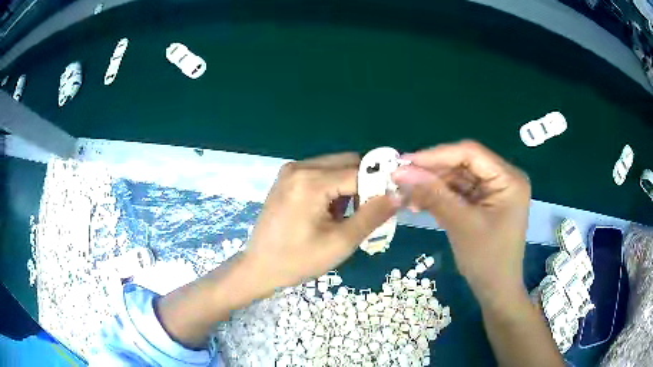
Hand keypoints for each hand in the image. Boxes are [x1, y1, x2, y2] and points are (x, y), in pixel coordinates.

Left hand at [242, 153, 399, 295]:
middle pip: (347, 162)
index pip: (359, 171)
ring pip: (335, 166)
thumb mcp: (340, 242)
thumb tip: (399, 194)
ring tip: (347, 215)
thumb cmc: (298, 260)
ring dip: (350, 185)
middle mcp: (300, 167)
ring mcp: (291, 171)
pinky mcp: (287, 178)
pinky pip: (321, 173)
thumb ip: (372, 215)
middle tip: (370, 211)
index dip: (380, 185)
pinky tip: (330, 211)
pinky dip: (334, 187)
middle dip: (365, 183)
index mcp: (310, 181)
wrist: (259, 267)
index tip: (393, 202)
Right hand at [392, 141, 530, 301]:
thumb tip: (400, 172)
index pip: (471, 153)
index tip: (405, 163)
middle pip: (463, 164)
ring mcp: (493, 190)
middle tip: (401, 179)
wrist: (496, 290)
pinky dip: (439, 197)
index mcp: (508, 179)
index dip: (437, 155)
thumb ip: (433, 194)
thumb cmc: (487, 259)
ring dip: (432, 186)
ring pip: (457, 177)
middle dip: (432, 172)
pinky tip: (420, 204)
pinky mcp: (483, 202)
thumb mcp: (460, 224)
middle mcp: (503, 178)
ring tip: (407, 196)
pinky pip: (458, 192)